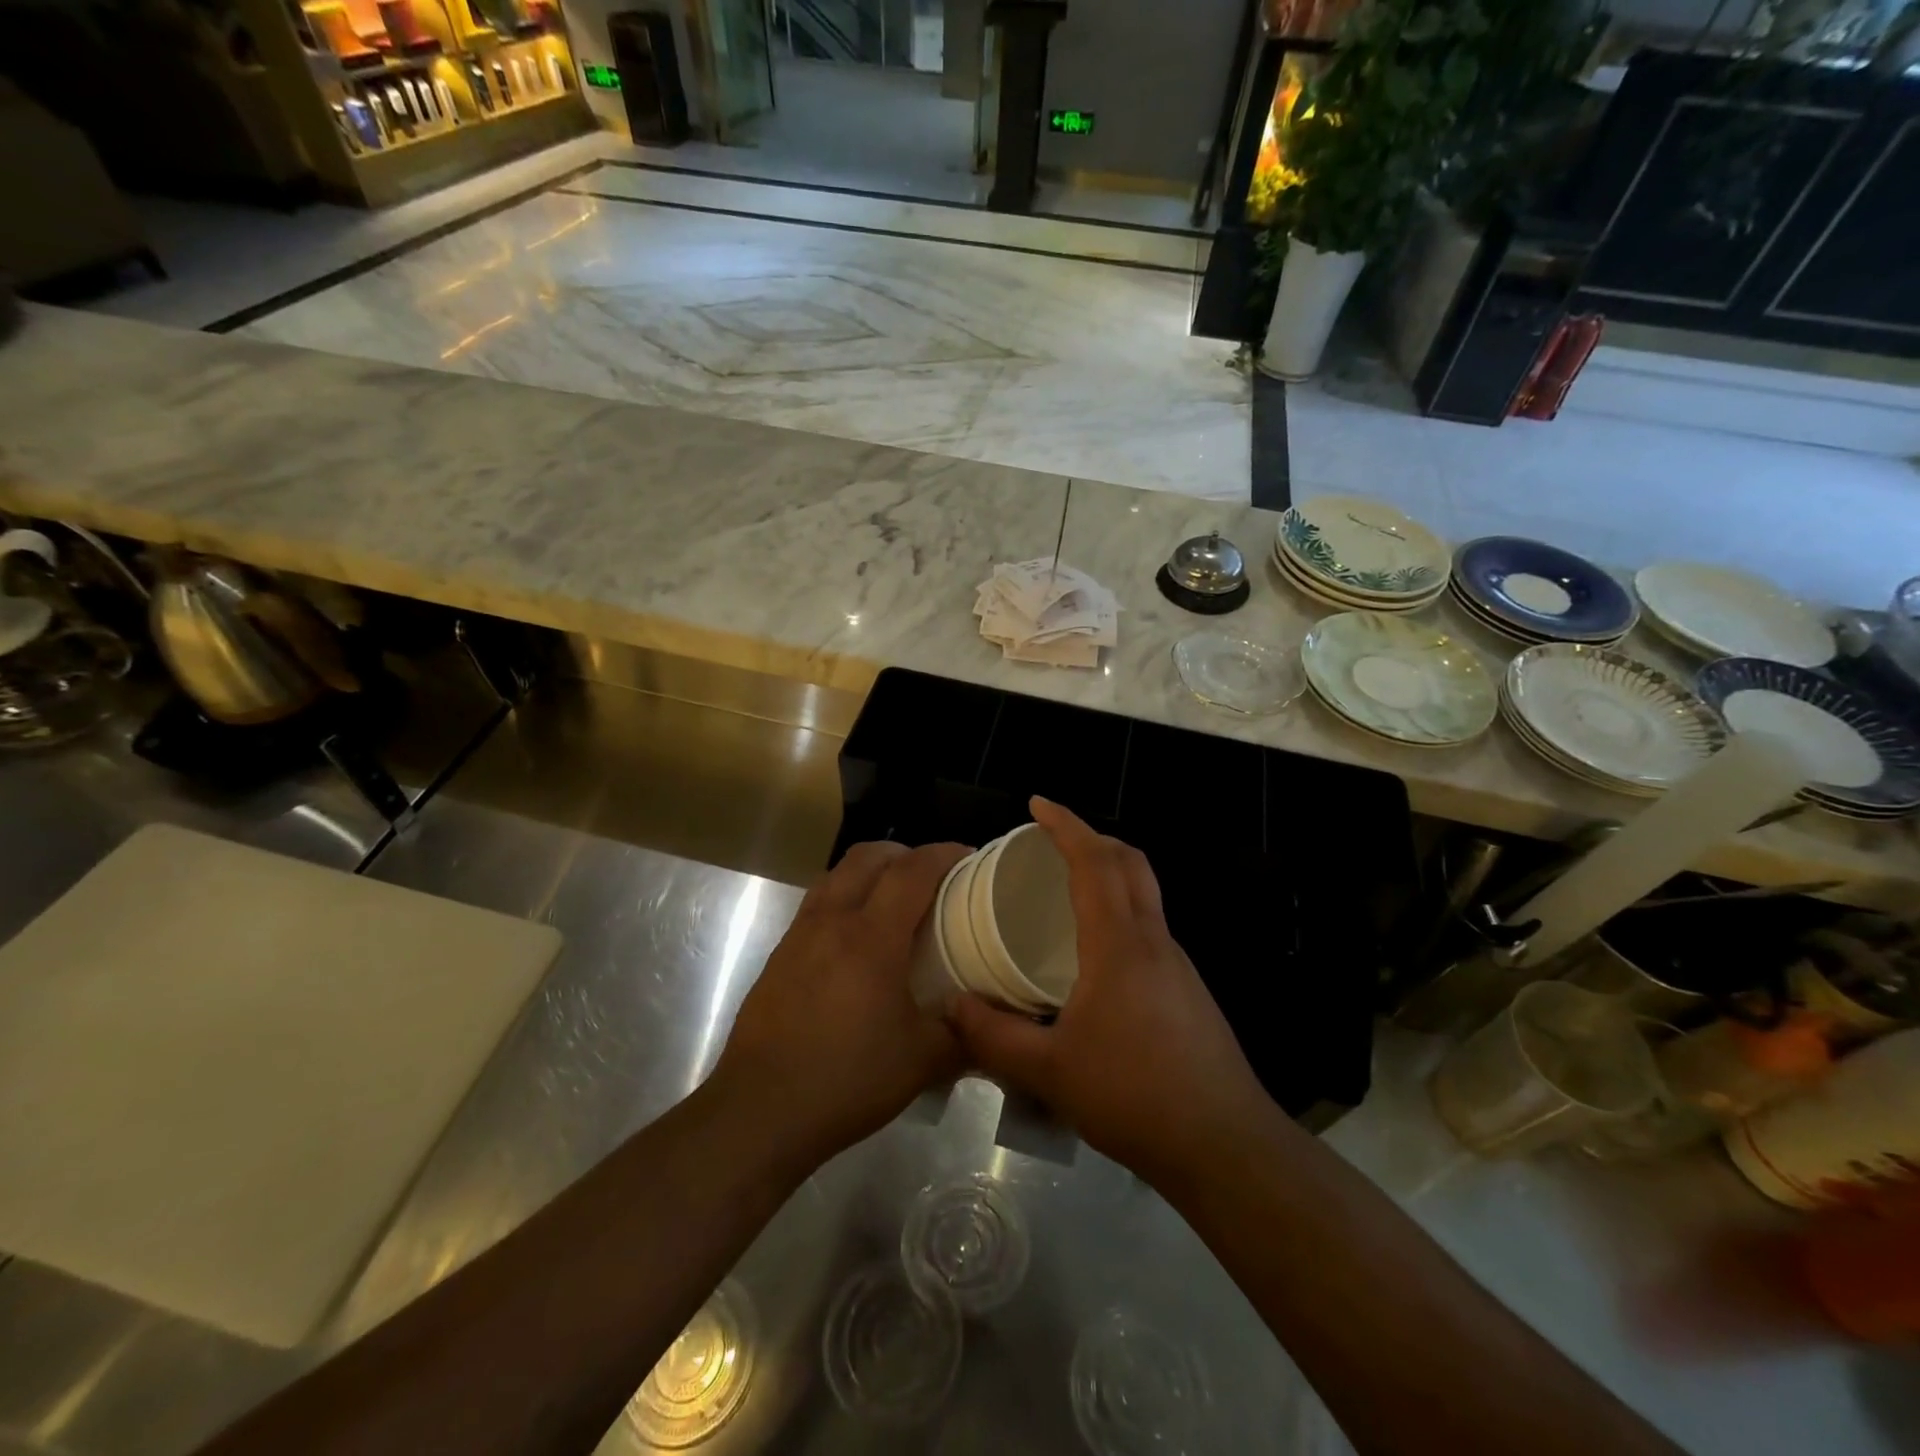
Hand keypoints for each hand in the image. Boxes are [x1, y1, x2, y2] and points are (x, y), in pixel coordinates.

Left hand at [716, 840, 968, 1161]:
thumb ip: (963, 1033)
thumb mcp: (923, 1061)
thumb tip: (988, 1020)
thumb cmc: (847, 1078)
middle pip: (868, 856)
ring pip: (837, 875)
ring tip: (895, 901)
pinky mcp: (779, 955)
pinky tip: (858, 941)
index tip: (970, 858)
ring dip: (870, 872)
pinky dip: (845, 899)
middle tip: (933, 877)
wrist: (760, 1110)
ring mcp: (799, 935)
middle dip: (905, 854)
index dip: (944, 854)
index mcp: (871, 936)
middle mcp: (832, 920)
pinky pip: (818, 904)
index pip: (912, 870)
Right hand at [950, 798, 1270, 1186]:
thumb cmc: (1133, 1096)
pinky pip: (1148, 927)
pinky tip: (1092, 956)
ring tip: (1063, 892)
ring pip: (1144, 894)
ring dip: (1108, 874)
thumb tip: (951, 1004)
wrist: (1224, 1144)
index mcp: (1119, 944)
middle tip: (1049, 841)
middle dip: (1091, 837)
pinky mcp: (1187, 989)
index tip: (1036, 805)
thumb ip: (992, 1036)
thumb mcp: (1048, 1072)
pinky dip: (1118, 912)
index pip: (1095, 862)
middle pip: (1130, 862)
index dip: (1066, 825)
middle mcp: (1153, 940)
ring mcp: (1177, 964)